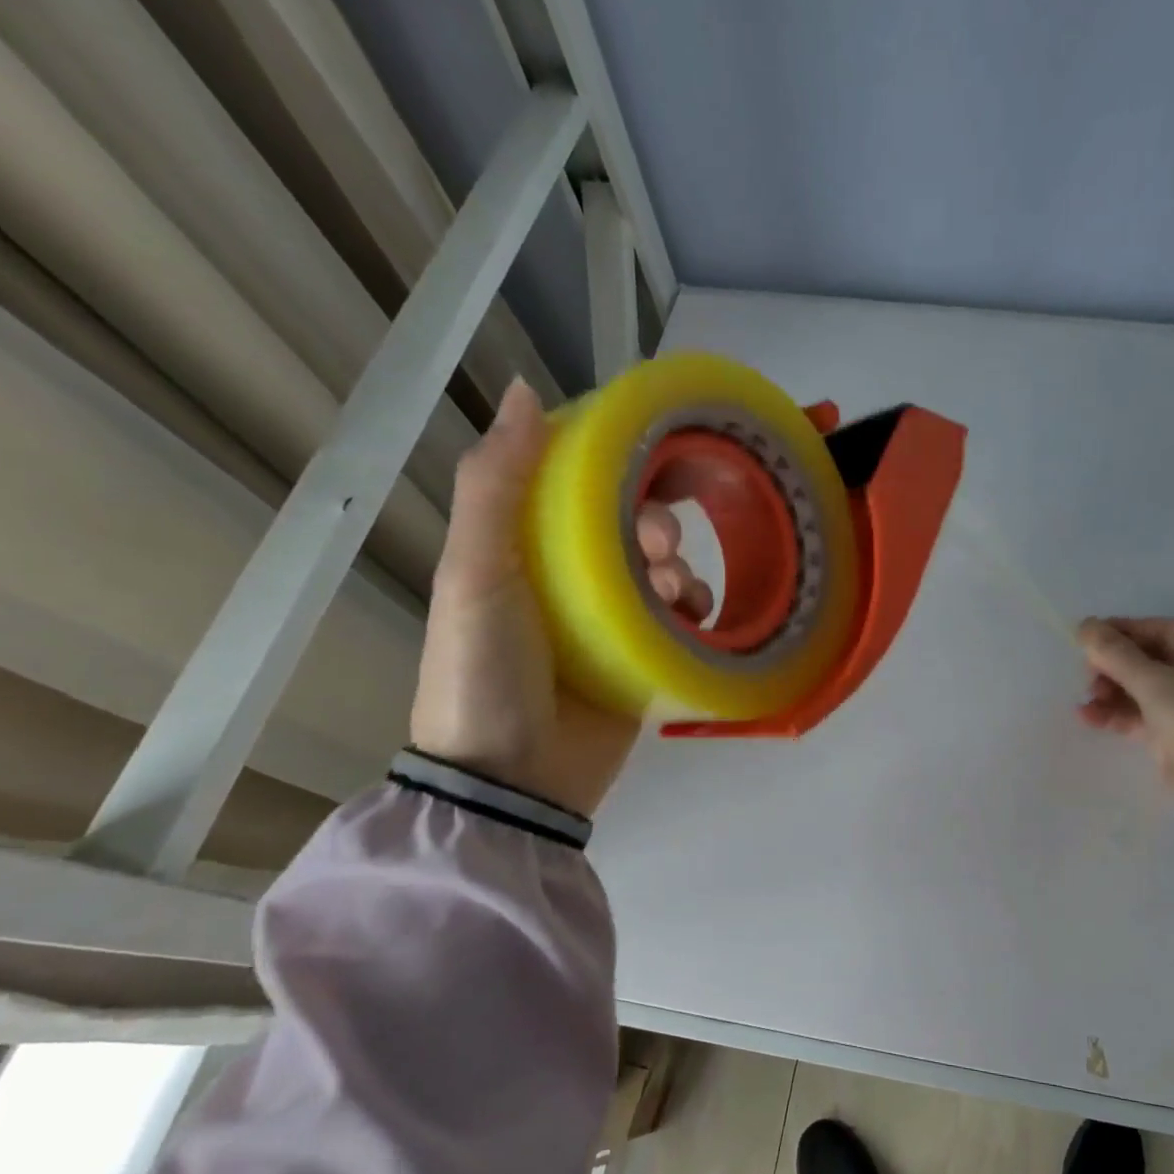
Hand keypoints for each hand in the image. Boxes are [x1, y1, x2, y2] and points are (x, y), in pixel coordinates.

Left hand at [410, 380, 710, 815]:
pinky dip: (697, 610)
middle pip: (629, 529)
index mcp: (526, 549)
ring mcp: (610, 624)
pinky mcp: (643, 662)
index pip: (578, 488)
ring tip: (677, 593)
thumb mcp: (476, 573)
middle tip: (659, 546)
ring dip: (680, 568)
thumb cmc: (485, 670)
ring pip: (663, 572)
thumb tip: (524, 391)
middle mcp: (569, 581)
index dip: (615, 467)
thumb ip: (496, 486)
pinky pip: (683, 622)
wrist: (513, 782)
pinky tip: (696, 616)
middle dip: (655, 524)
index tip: (651, 461)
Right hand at [1075, 616, 1173, 789]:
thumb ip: (1116, 654)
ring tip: (1087, 700)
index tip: (1089, 636)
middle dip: (1115, 667)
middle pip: (1151, 661)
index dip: (1124, 630)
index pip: (1163, 630)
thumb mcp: (1154, 682)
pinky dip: (1118, 715)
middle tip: (1087, 674)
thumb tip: (1085, 625)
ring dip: (1112, 692)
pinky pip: (1144, 716)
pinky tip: (1088, 716)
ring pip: (1145, 690)